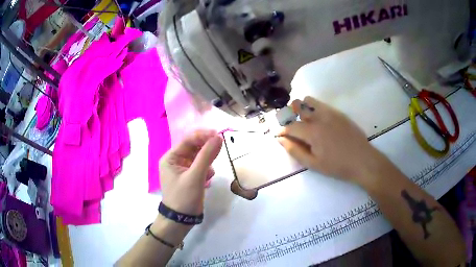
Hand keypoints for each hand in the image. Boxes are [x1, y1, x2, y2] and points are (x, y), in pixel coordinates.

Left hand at [159, 129, 222, 215]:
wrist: (181, 220)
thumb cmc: (184, 197)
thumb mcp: (195, 176)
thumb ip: (207, 156)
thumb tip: (219, 137)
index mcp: (171, 158)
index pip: (188, 140)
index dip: (203, 135)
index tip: (219, 135)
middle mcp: (175, 161)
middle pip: (193, 147)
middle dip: (206, 149)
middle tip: (220, 148)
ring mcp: (182, 169)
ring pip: (198, 157)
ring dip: (207, 161)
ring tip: (209, 172)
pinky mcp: (190, 177)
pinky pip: (200, 167)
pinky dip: (206, 170)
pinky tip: (208, 179)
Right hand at [277, 97, 388, 185]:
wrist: (363, 160)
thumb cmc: (337, 166)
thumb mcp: (314, 164)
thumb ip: (295, 150)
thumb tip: (281, 140)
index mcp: (312, 131)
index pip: (291, 126)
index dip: (281, 130)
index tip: (277, 134)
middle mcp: (319, 117)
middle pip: (298, 105)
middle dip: (289, 114)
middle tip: (290, 125)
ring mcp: (330, 112)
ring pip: (309, 100)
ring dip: (302, 108)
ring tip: (303, 121)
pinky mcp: (338, 112)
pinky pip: (321, 104)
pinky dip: (314, 109)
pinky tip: (317, 121)